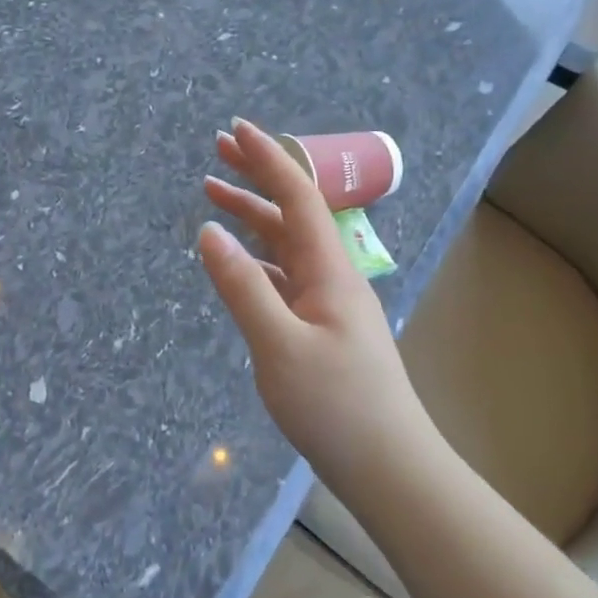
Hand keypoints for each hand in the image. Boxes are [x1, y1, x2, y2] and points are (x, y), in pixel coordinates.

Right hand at [199, 118, 433, 483]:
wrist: (389, 467)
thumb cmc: (335, 405)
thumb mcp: (278, 345)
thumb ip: (241, 286)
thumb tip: (208, 231)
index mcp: (329, 271)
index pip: (298, 197)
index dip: (268, 159)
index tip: (236, 129)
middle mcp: (332, 277)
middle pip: (292, 212)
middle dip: (257, 177)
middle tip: (218, 148)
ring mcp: (328, 304)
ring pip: (286, 245)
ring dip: (253, 217)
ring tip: (213, 196)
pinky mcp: (321, 329)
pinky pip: (284, 277)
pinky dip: (256, 258)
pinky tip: (236, 262)